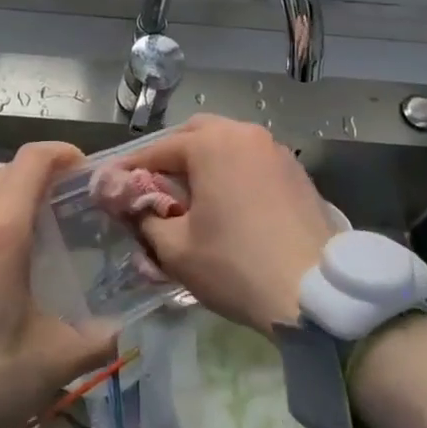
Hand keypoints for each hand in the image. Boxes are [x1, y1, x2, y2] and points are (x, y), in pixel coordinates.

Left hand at [0, 142, 115, 427]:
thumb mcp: (52, 363)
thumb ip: (97, 339)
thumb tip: (119, 329)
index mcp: (0, 230)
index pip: (32, 160)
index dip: (61, 153)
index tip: (82, 171)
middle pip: (1, 169)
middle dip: (33, 176)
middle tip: (57, 207)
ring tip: (17, 232)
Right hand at [127, 114, 333, 335]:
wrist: (316, 293)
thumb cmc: (236, 266)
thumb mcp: (175, 249)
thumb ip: (145, 218)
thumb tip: (134, 206)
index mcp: (211, 144)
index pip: (157, 150)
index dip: (130, 169)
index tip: (110, 186)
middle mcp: (244, 134)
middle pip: (195, 135)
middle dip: (170, 157)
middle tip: (154, 188)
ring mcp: (276, 150)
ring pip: (227, 145)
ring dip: (204, 163)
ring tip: (191, 196)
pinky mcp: (297, 172)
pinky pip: (252, 161)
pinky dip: (233, 173)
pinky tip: (229, 204)